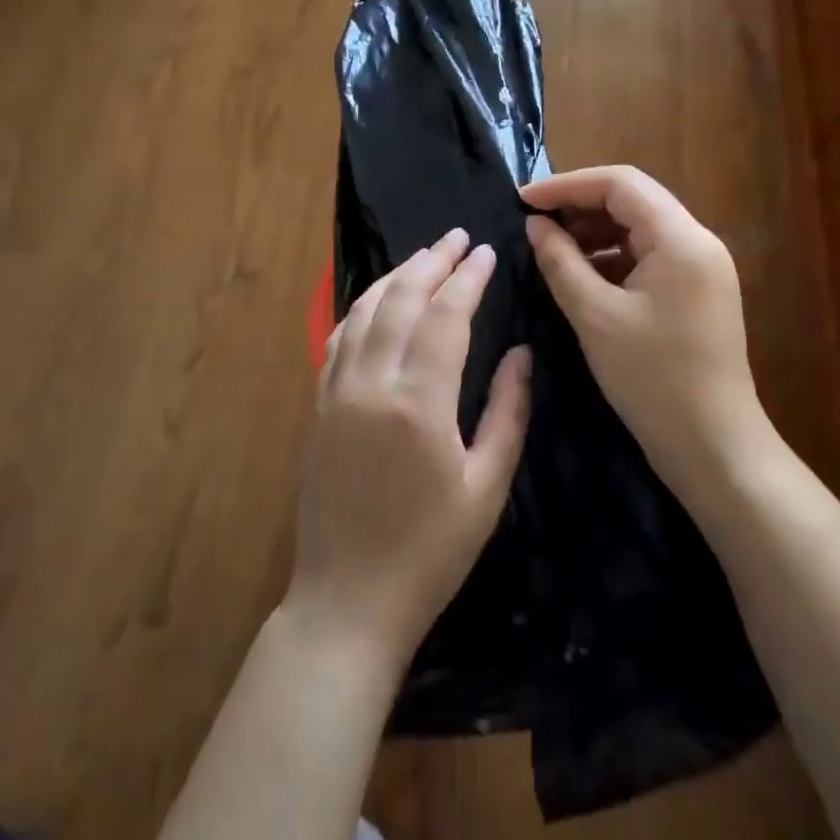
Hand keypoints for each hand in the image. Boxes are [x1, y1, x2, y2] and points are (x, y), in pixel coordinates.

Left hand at [288, 229, 531, 665]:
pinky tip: (380, 298)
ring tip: (425, 256)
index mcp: (418, 402)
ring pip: (365, 309)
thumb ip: (508, 412)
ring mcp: (336, 391)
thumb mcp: (487, 488)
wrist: (347, 602)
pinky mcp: (319, 405)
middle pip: (402, 299)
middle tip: (458, 238)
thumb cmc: (430, 553)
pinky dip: (363, 306)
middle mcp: (371, 382)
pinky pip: (339, 336)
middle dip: (432, 261)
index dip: (469, 278)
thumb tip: (521, 351)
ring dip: (397, 275)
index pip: (446, 316)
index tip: (488, 252)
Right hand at [523, 166, 771, 506]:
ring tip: (550, 247)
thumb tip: (535, 225)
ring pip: (639, 227)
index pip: (620, 183)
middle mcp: (697, 241)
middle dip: (579, 205)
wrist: (714, 448)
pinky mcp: (696, 291)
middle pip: (632, 200)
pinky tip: (581, 274)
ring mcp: (701, 267)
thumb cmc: (653, 379)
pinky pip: (648, 255)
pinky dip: (612, 256)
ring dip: (594, 231)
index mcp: (680, 238)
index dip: (567, 185)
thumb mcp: (595, 316)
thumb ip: (560, 261)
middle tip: (533, 222)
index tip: (523, 200)